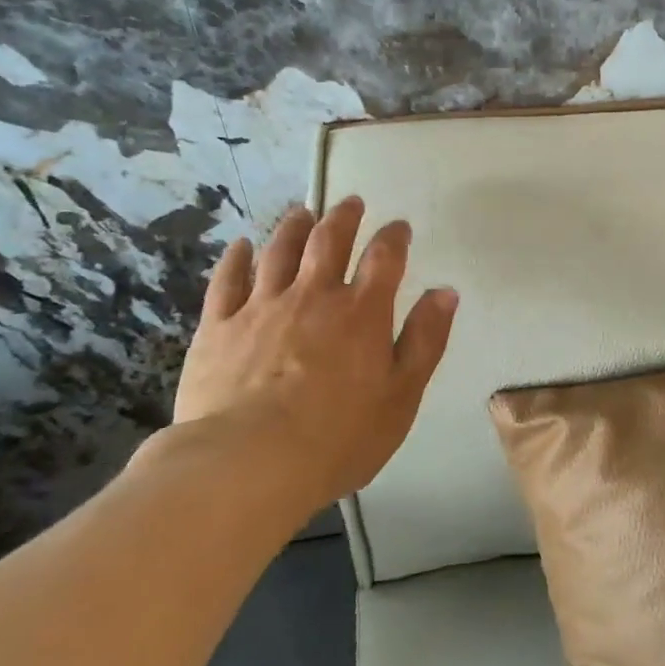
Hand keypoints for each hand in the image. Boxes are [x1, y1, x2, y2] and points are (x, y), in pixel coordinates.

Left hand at [164, 196, 458, 515]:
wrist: (249, 463)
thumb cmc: (339, 436)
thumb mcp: (402, 395)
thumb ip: (425, 340)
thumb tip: (446, 292)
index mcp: (362, 312)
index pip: (384, 258)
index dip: (394, 237)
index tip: (399, 226)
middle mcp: (313, 296)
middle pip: (329, 242)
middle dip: (342, 218)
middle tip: (349, 202)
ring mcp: (262, 307)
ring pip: (279, 252)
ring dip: (294, 227)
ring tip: (302, 212)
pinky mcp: (218, 327)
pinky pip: (227, 281)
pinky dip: (237, 259)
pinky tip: (241, 245)